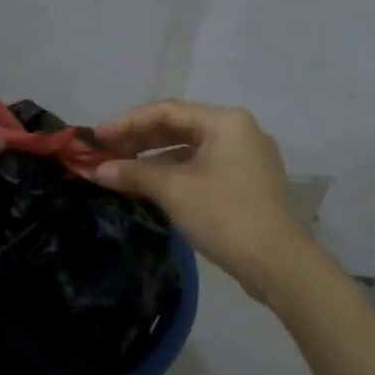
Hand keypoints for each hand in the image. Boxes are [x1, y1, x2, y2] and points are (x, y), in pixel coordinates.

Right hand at [93, 100, 317, 296]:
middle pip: (179, 126)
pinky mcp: (246, 184)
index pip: (166, 110)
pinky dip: (174, 173)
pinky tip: (148, 186)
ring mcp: (246, 158)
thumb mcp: (173, 190)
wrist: (278, 263)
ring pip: (190, 149)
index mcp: (225, 121)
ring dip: (153, 159)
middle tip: (104, 153)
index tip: (96, 138)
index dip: (127, 122)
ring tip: (119, 170)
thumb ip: (133, 173)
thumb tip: (96, 170)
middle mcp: (239, 131)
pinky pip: (202, 168)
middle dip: (138, 140)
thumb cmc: (224, 215)